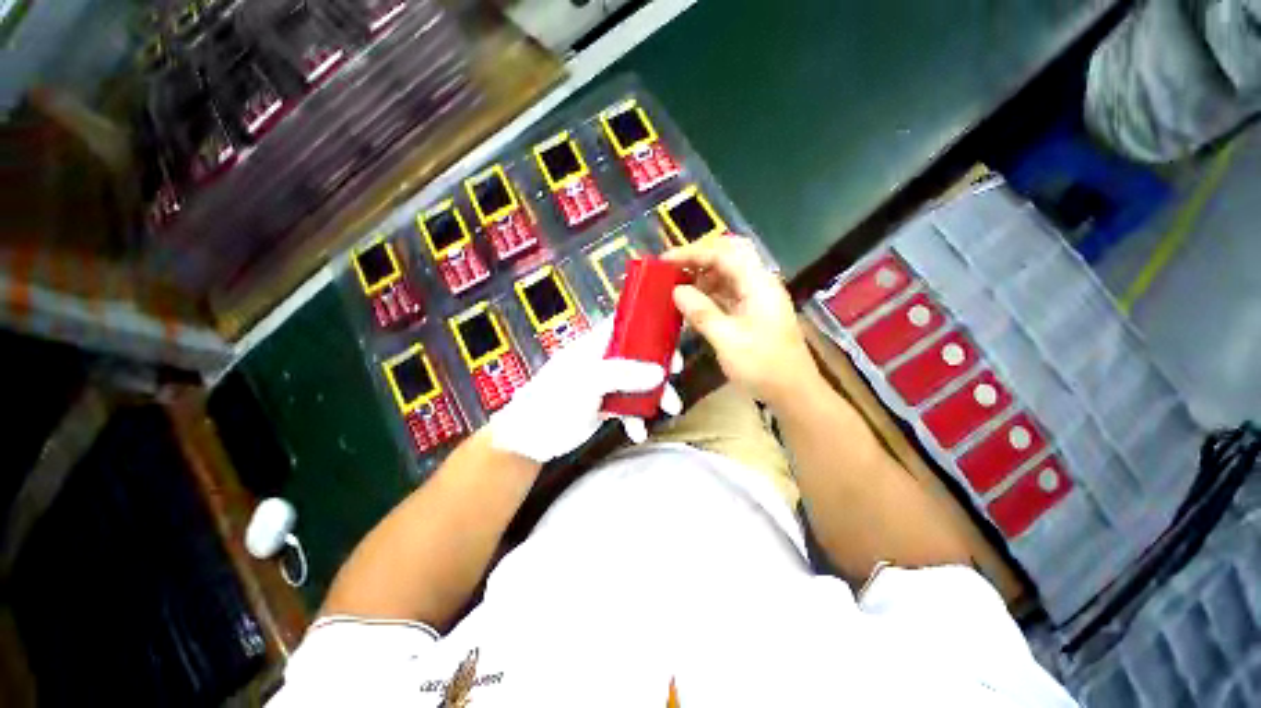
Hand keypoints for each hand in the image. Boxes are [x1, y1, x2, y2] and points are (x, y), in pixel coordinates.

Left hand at [488, 320, 680, 462]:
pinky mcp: (603, 405)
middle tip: (676, 374)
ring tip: (671, 410)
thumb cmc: (551, 402)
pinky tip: (637, 433)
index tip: (670, 336)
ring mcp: (603, 384)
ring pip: (636, 383)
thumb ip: (622, 374)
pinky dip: (635, 418)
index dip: (648, 326)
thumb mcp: (586, 383)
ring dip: (654, 396)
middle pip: (637, 355)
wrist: (527, 441)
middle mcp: (600, 361)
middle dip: (658, 365)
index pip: (624, 325)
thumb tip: (659, 372)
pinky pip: (627, 407)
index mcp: (593, 345)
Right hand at [665, 237, 820, 407]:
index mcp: (758, 284)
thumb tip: (677, 291)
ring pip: (727, 275)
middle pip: (728, 256)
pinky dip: (708, 294)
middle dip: (699, 259)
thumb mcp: (728, 340)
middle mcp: (759, 284)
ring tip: (677, 287)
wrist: (793, 392)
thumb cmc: (763, 366)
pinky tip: (692, 304)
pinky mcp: (752, 312)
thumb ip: (701, 312)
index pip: (723, 253)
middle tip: (673, 269)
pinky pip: (727, 293)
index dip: (692, 253)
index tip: (665, 261)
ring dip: (702, 276)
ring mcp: (756, 298)